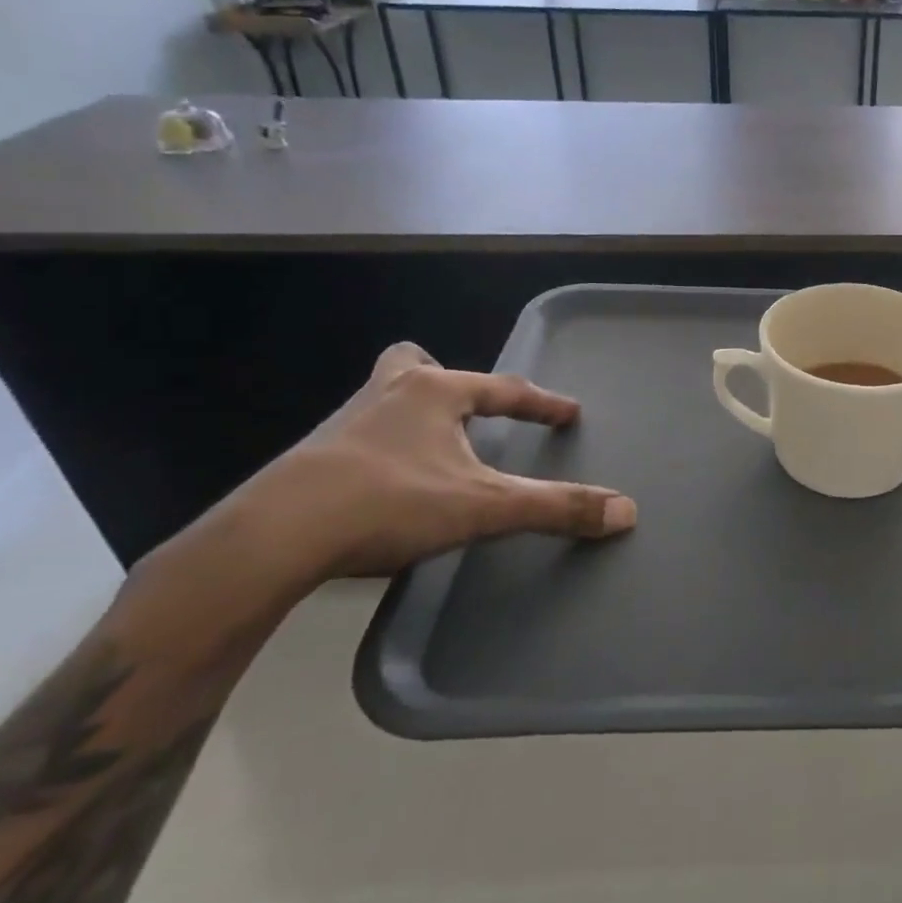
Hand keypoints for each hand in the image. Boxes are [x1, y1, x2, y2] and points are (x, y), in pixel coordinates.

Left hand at [241, 342, 635, 586]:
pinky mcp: (313, 458)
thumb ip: (555, 507)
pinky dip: (385, 449)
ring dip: (414, 415)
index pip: (503, 389)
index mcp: (433, 393)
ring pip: (385, 398)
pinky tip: (391, 484)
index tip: (569, 414)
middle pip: (415, 365)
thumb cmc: (390, 502)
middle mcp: (388, 394)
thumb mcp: (485, 507)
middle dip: (444, 379)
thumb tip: (626, 511)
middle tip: (465, 408)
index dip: (542, 404)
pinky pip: (362, 436)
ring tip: (434, 448)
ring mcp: (345, 423)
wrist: (274, 537)